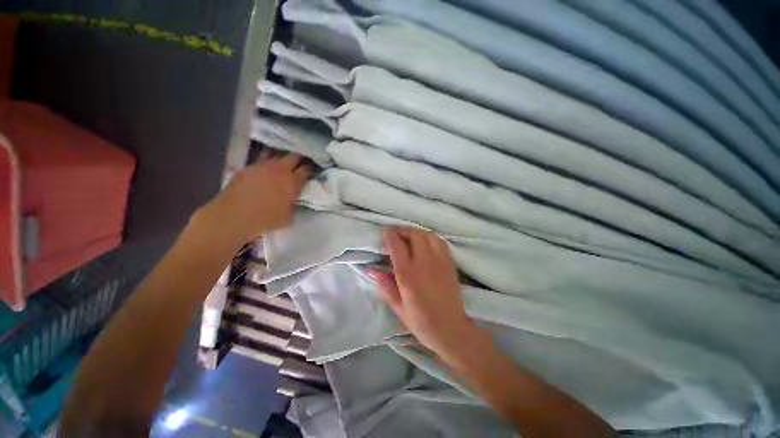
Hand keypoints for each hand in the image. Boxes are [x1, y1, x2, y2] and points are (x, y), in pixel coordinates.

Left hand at [195, 151, 310, 246]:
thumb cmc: (266, 219)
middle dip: (300, 158)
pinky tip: (266, 170)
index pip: (306, 169)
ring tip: (283, 164)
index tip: (312, 170)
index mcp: (292, 182)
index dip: (311, 169)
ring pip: (276, 154)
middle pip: (294, 156)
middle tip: (301, 162)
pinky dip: (266, 163)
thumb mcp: (289, 216)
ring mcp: (262, 166)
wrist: (234, 216)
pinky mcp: (248, 168)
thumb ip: (294, 204)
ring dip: (282, 158)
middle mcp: (279, 170)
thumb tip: (294, 199)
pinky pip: (261, 160)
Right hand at [369, 227, 476, 359]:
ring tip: (410, 238)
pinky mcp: (449, 262)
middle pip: (414, 234)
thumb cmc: (421, 321)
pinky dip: (430, 237)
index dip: (389, 235)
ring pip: (427, 235)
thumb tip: (370, 269)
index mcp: (408, 275)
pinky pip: (440, 241)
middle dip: (402, 230)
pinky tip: (425, 243)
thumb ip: (385, 285)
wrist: (451, 329)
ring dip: (416, 232)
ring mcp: (439, 261)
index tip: (384, 234)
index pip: (397, 245)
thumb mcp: (398, 306)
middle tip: (396, 235)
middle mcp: (424, 263)